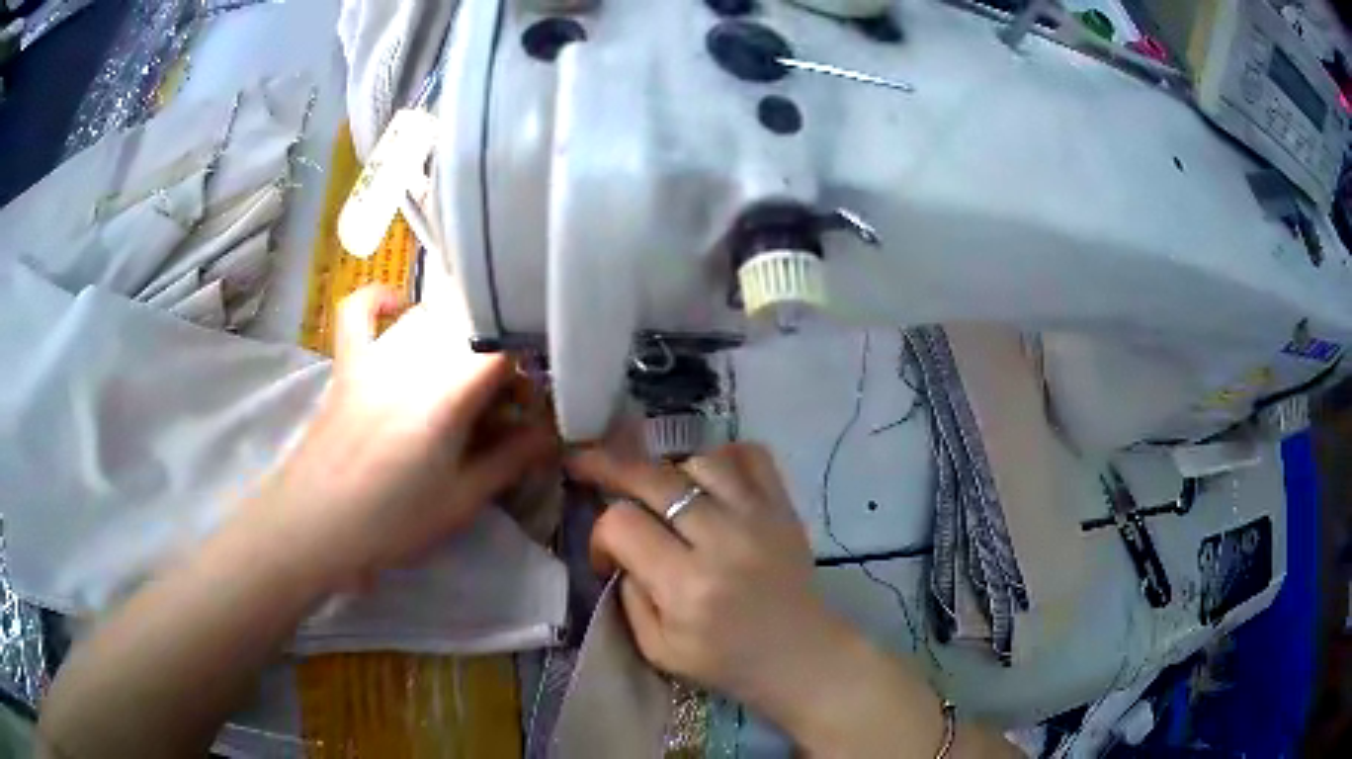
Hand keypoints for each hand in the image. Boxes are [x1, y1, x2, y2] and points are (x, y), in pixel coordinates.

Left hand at [250, 285, 555, 591]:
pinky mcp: (348, 362)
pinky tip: (401, 307)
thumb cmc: (391, 522)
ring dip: (460, 337)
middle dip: (502, 362)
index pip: (507, 351)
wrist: (313, 526)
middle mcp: (415, 356)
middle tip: (507, 409)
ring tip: (469, 378)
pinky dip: (383, 300)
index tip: (541, 403)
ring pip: (431, 317)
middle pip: (473, 331)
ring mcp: (376, 353)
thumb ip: (511, 460)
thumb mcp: (461, 500)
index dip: (535, 370)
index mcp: (448, 391)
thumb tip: (554, 434)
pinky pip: (360, 310)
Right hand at [567, 441, 855, 728]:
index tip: (608, 556)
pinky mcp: (784, 507)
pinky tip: (709, 478)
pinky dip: (723, 457)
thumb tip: (621, 549)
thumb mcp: (658, 649)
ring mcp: (760, 517)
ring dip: (671, 472)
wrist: (800, 655)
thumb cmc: (726, 661)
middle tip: (586, 464)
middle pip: (654, 478)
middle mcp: (724, 541)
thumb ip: (629, 596)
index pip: (623, 524)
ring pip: (700, 460)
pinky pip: (751, 455)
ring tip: (663, 493)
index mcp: (688, 586)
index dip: (601, 534)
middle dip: (610, 466)